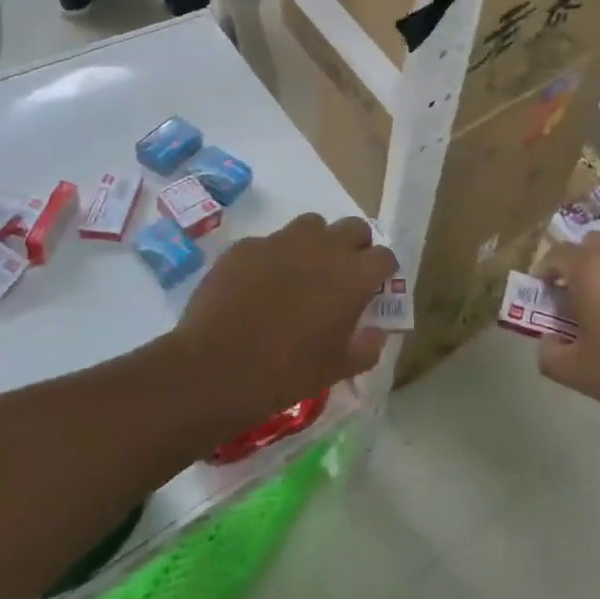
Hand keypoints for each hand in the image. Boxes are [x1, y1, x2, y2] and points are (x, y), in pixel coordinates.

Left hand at [161, 214, 396, 440]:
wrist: (214, 369)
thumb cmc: (287, 373)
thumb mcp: (338, 368)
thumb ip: (367, 346)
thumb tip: (375, 332)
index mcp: (354, 276)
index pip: (385, 256)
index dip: (382, 272)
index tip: (374, 289)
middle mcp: (325, 247)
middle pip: (354, 228)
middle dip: (354, 246)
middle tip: (342, 275)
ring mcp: (282, 241)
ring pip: (312, 225)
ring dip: (316, 243)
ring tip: (302, 271)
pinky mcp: (246, 246)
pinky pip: (269, 242)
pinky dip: (272, 257)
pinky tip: (258, 285)